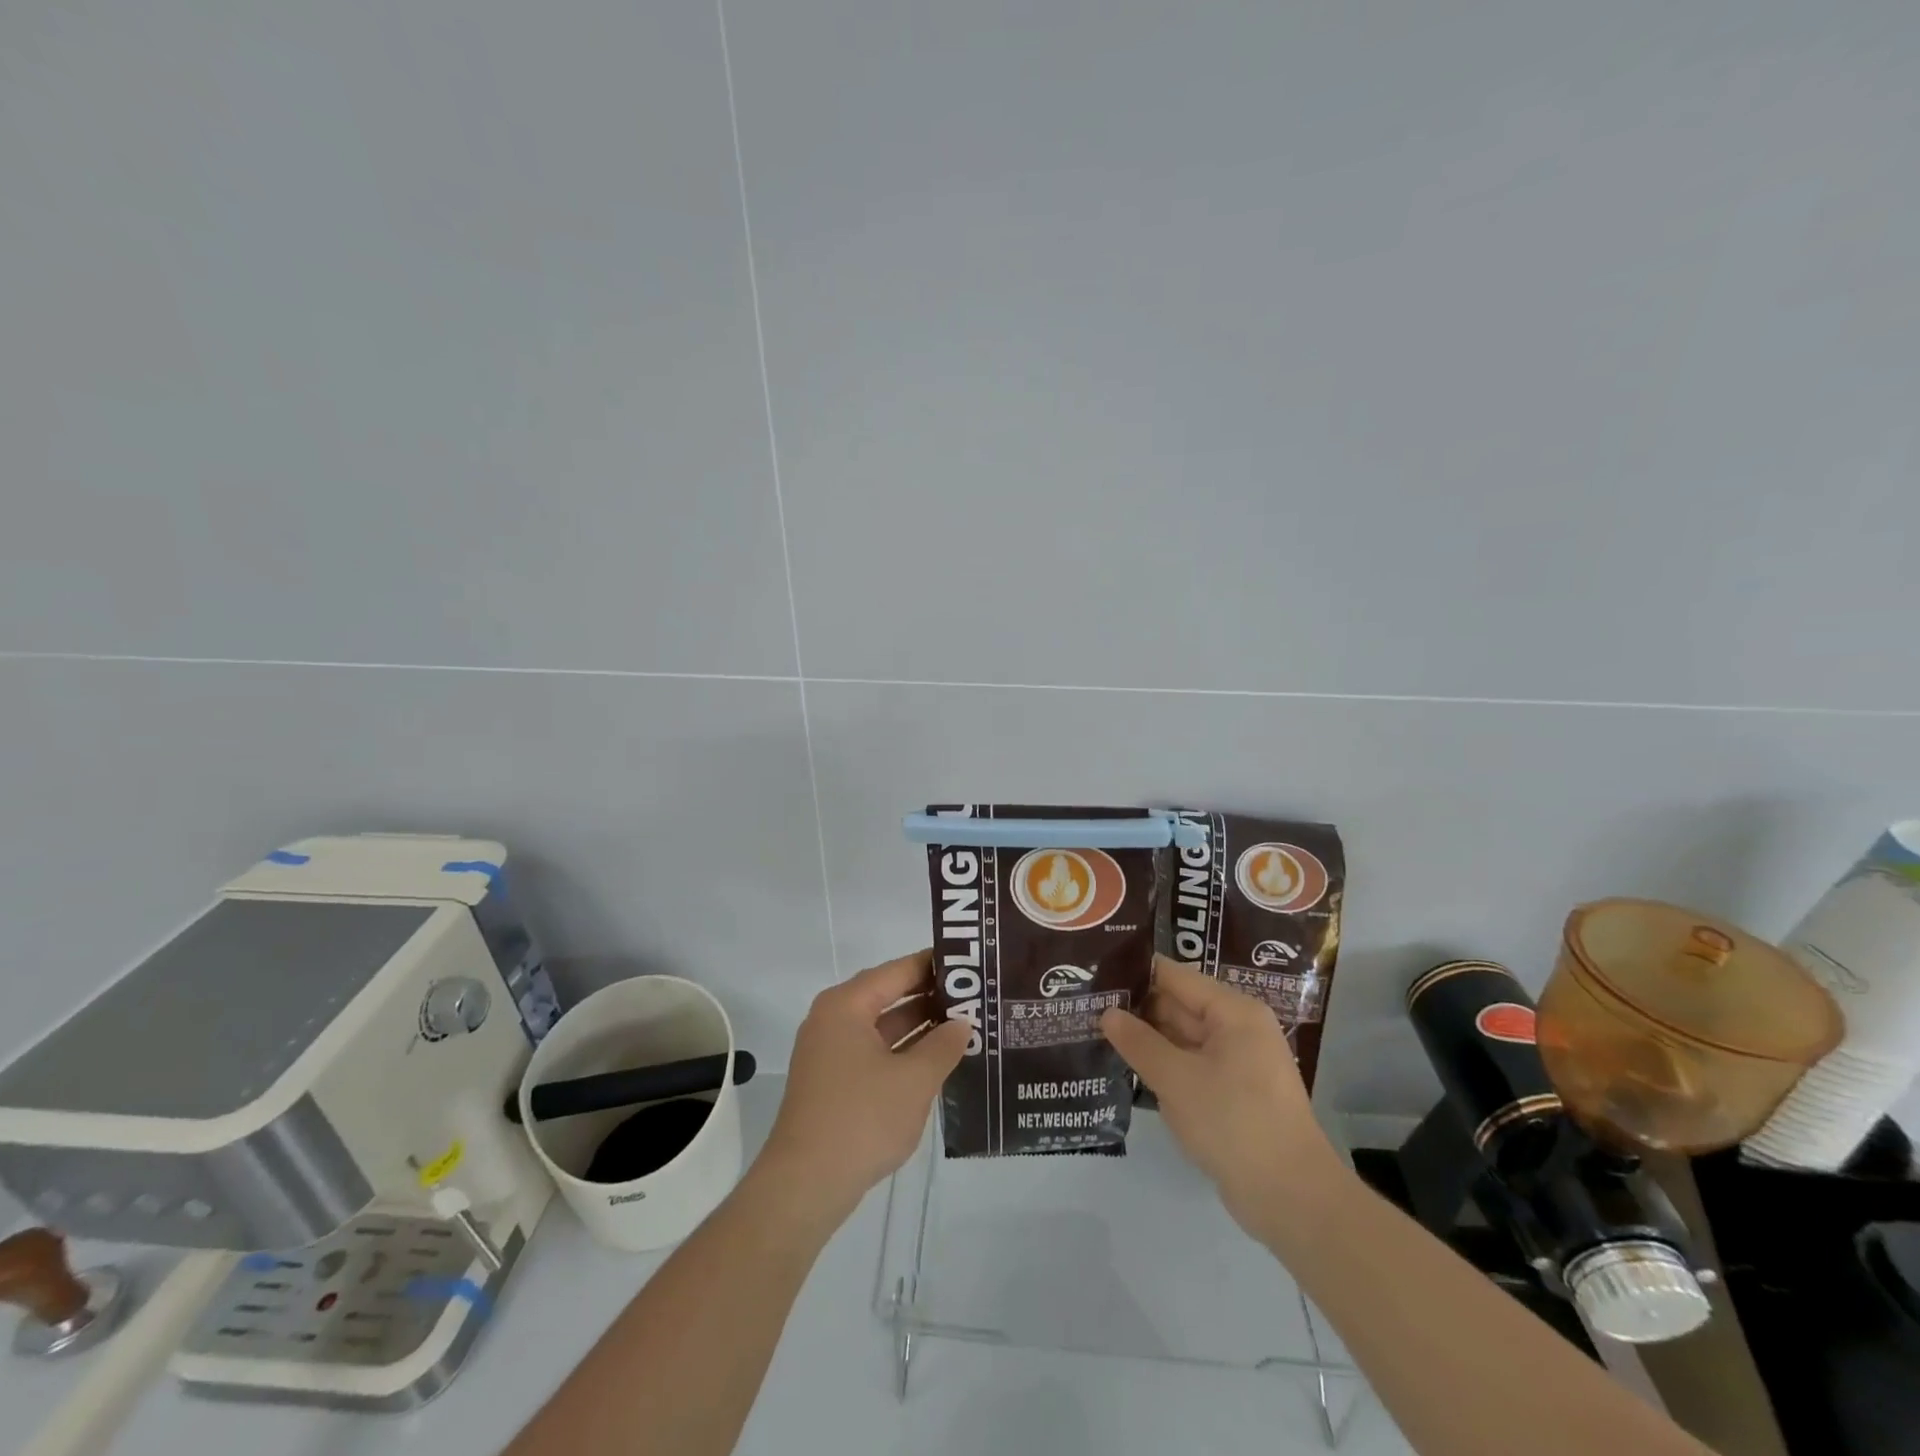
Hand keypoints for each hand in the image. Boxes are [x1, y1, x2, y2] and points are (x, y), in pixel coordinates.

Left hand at [757, 950, 968, 1229]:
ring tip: (966, 1025)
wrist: (805, 1186)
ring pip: (883, 1027)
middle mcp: (834, 1020)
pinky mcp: (833, 1083)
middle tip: (976, 995)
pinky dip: (904, 1052)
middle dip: (931, 997)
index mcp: (846, 1006)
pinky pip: (875, 1052)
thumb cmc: (861, 1119)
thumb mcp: (914, 1080)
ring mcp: (830, 1053)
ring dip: (920, 1027)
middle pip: (888, 996)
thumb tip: (962, 1024)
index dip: (934, 965)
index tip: (970, 962)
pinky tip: (937, 1061)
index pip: (897, 971)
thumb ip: (943, 1046)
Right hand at [1101, 957, 1345, 1241]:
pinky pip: (1191, 1067)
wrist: (1292, 1199)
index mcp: (1233, 1012)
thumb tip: (1107, 1013)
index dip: (1135, 974)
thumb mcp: (1177, 1080)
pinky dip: (1164, 1066)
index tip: (1094, 974)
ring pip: (1182, 1039)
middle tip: (1087, 1006)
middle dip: (1136, 1009)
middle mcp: (1237, 1029)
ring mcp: (1237, 1063)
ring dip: (1146, 1040)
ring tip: (1095, 1032)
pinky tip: (1127, 1068)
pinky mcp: (1232, 1094)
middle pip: (1178, 1006)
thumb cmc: (1234, 1123)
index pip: (1175, 977)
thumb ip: (1139, 1042)